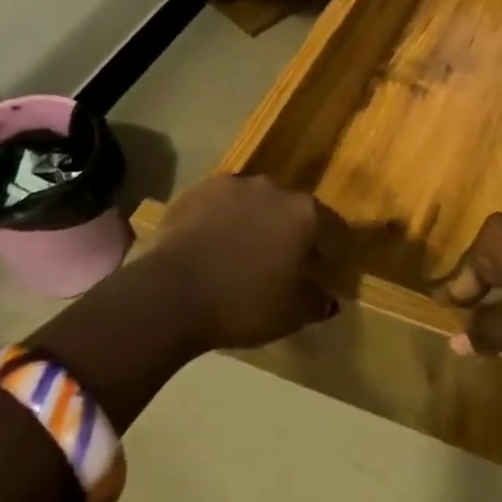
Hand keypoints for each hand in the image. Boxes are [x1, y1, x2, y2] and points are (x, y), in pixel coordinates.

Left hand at [146, 175, 342, 350]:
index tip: (324, 271)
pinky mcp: (195, 191)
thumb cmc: (241, 304)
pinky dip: (222, 221)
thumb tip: (327, 295)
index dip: (332, 251)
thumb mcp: (290, 315)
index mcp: (305, 214)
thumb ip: (316, 301)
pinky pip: (220, 206)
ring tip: (242, 254)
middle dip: (291, 234)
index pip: (334, 228)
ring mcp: (232, 185)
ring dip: (255, 223)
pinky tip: (211, 247)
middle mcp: (274, 189)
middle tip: (281, 264)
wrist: (167, 294)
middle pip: (293, 211)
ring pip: (255, 204)